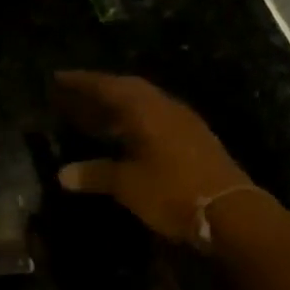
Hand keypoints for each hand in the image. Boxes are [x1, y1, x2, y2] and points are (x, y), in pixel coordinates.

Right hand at [53, 71, 255, 243]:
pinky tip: (125, 134)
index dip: (82, 82)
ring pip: (144, 103)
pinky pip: (155, 117)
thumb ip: (95, 174)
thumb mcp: (128, 185)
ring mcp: (183, 122)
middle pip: (128, 89)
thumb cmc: (173, 192)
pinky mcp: (194, 139)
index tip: (58, 77)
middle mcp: (165, 107)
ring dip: (118, 104)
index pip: (108, 86)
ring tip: (94, 112)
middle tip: (74, 93)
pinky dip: (134, 119)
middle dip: (99, 89)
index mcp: (146, 110)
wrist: (231, 213)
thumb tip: (62, 174)